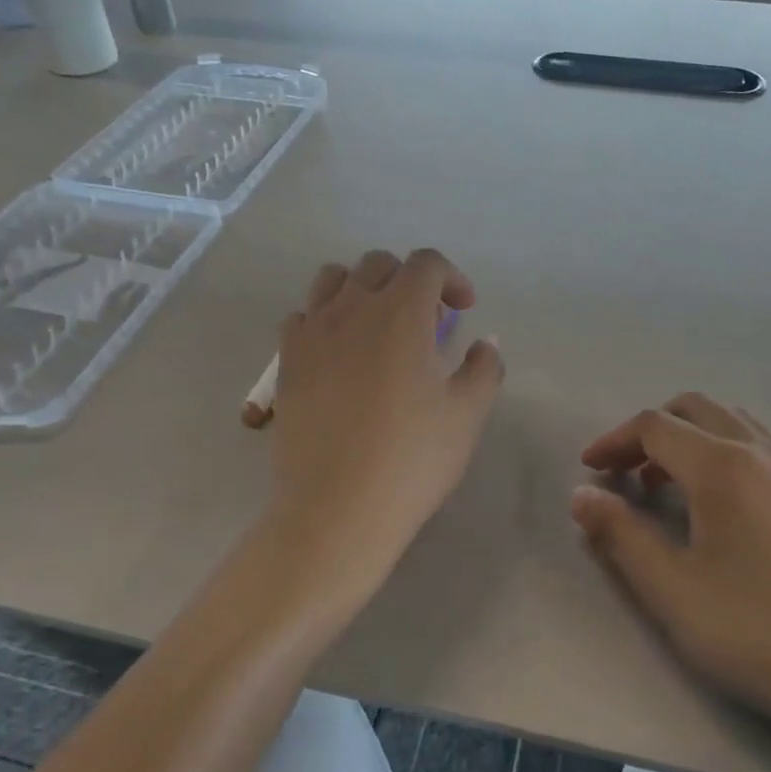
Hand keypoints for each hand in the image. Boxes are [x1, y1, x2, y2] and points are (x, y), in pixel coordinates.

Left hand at [266, 249, 503, 621]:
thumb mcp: (467, 415)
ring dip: (362, 288)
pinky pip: (302, 316)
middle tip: (425, 320)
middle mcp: (352, 308)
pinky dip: (324, 319)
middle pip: (378, 263)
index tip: (463, 311)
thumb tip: (484, 344)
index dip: (451, 278)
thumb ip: (484, 368)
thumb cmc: (412, 459)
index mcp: (401, 312)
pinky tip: (338, 352)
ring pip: (333, 279)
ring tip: (377, 325)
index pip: (426, 263)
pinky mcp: (286, 361)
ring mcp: (312, 332)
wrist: (337, 508)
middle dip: (408, 279)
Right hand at [570, 394, 770, 771]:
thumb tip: (581, 495)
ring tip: (665, 485)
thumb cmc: (755, 631)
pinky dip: (724, 453)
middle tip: (623, 470)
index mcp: (723, 466)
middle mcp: (763, 453)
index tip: (588, 469)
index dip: (613, 440)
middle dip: (650, 430)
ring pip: (733, 424)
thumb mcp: (670, 588)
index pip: (654, 426)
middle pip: (696, 409)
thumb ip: (620, 534)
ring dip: (689, 439)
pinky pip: (761, 448)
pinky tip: (720, 507)